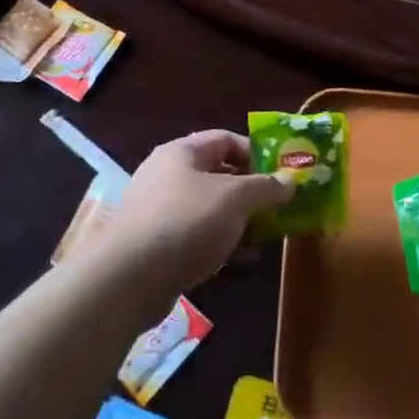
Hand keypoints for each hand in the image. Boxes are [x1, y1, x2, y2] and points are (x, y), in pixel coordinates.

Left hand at [96, 130, 290, 292]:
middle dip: (252, 193)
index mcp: (182, 153)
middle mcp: (167, 176)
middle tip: (280, 209)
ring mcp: (158, 212)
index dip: (257, 153)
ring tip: (265, 239)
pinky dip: (219, 245)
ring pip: (209, 210)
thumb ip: (267, 187)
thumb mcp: (236, 199)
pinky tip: (238, 263)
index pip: (226, 140)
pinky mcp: (155, 246)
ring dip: (239, 223)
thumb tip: (291, 180)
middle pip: (219, 176)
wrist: (128, 279)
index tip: (283, 173)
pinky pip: (196, 237)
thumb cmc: (186, 222)